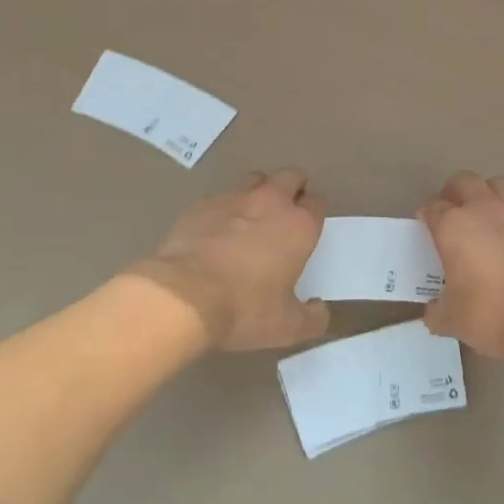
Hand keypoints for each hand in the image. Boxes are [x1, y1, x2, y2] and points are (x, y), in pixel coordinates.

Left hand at [140, 168, 330, 350]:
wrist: (183, 295)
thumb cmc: (244, 308)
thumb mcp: (286, 327)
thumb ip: (311, 318)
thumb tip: (319, 309)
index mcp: (299, 226)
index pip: (317, 203)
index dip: (314, 213)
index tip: (306, 230)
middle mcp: (271, 201)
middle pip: (291, 176)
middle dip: (292, 189)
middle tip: (283, 215)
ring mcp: (234, 198)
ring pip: (255, 179)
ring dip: (258, 191)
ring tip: (250, 217)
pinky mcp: (202, 203)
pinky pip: (221, 196)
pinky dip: (224, 208)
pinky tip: (215, 230)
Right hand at [419, 172, 503, 359]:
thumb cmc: (488, 311)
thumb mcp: (451, 319)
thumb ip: (437, 311)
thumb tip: (433, 312)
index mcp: (453, 225)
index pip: (433, 207)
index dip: (425, 215)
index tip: (423, 227)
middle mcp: (482, 211)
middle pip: (464, 181)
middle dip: (453, 192)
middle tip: (448, 212)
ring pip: (495, 186)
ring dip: (484, 194)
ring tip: (478, 218)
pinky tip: (502, 244)